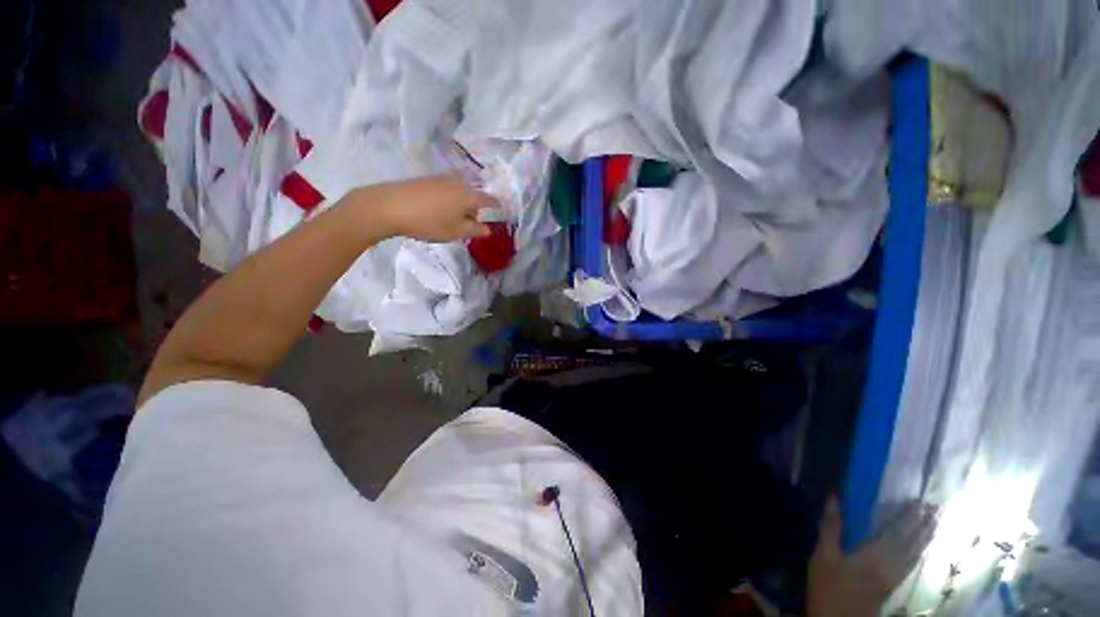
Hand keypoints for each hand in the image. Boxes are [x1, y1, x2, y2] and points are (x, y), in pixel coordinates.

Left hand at [361, 175, 495, 242]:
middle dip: (478, 205)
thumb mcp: (456, 231)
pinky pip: (447, 187)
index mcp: (469, 195)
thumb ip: (475, 230)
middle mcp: (458, 182)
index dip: (497, 207)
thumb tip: (489, 229)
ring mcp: (441, 178)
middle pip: (474, 193)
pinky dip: (450, 197)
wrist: (389, 206)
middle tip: (475, 220)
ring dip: (463, 201)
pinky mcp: (426, 179)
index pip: (490, 200)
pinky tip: (441, 208)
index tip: (500, 213)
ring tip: (458, 215)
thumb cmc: (429, 222)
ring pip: (460, 189)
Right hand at [807, 498, 936, 616]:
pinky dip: (918, 554)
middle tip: (935, 508)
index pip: (896, 531)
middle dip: (922, 525)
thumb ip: (831, 526)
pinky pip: (910, 565)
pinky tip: (920, 551)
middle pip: (909, 542)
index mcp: (874, 555)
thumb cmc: (827, 586)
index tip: (921, 502)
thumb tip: (834, 495)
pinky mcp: (890, 587)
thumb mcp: (823, 556)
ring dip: (924, 539)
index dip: (909, 517)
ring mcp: (892, 578)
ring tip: (934, 524)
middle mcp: (890, 565)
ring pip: (913, 555)